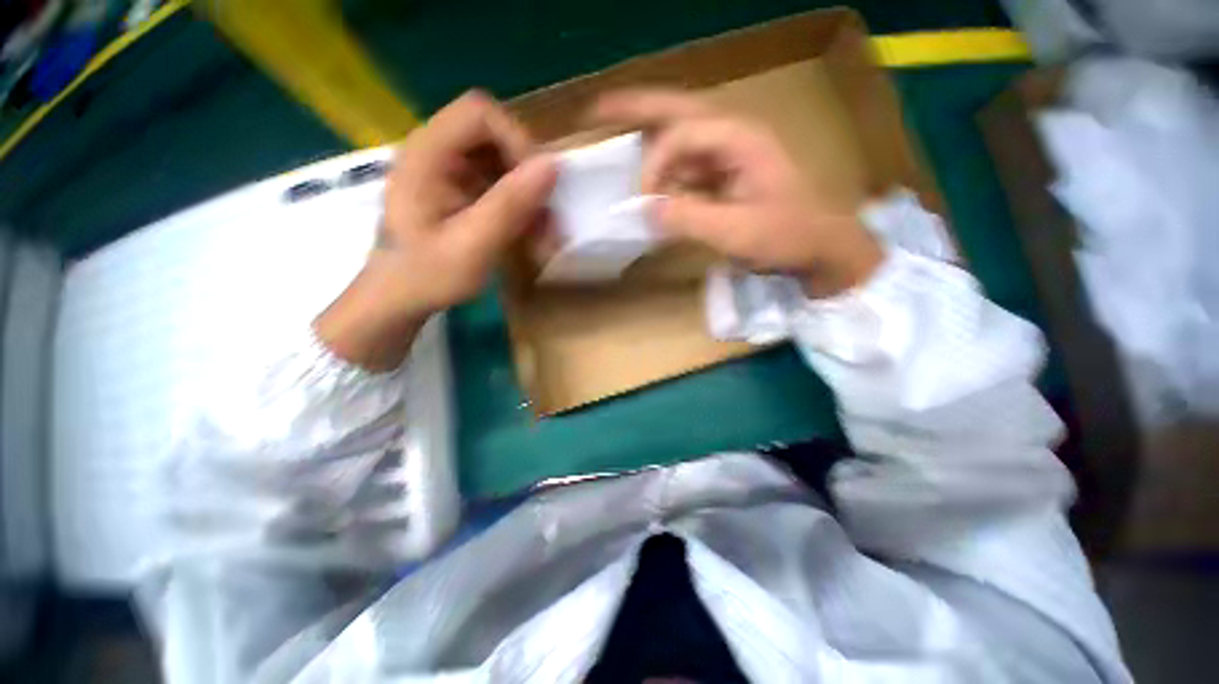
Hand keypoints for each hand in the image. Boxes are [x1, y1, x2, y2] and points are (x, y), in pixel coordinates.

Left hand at [317, 91, 555, 369]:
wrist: (399, 298)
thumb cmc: (427, 276)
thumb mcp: (472, 246)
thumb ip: (509, 205)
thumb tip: (552, 165)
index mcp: (427, 155)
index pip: (480, 113)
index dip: (517, 141)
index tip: (537, 186)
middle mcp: (437, 153)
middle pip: (496, 137)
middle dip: (528, 178)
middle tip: (547, 219)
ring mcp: (449, 172)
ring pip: (504, 164)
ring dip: (529, 198)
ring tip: (543, 237)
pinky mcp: (460, 191)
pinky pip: (500, 186)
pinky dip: (520, 209)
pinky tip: (529, 237)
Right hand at [592, 89, 881, 297]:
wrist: (818, 246)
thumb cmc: (786, 236)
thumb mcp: (736, 231)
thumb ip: (689, 218)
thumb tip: (646, 209)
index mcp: (740, 139)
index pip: (682, 135)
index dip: (655, 164)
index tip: (643, 200)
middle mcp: (732, 135)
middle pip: (677, 109)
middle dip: (637, 107)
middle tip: (598, 110)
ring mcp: (728, 154)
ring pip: (679, 134)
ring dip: (648, 135)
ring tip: (613, 131)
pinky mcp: (724, 175)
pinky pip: (686, 164)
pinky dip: (664, 170)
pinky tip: (649, 181)